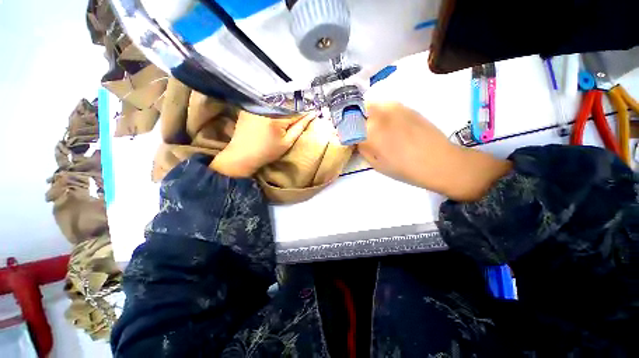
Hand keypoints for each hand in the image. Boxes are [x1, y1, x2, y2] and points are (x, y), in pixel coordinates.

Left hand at [211, 111, 314, 177]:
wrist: (242, 155)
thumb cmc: (268, 152)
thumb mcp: (287, 143)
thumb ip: (300, 127)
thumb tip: (312, 114)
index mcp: (277, 117)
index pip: (297, 109)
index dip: (304, 112)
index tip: (310, 114)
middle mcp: (265, 106)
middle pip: (286, 103)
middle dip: (294, 108)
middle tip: (296, 117)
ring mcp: (255, 105)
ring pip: (276, 101)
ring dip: (283, 106)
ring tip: (285, 114)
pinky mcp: (248, 106)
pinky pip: (265, 102)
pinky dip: (272, 106)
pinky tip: (273, 114)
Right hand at [358, 102, 510, 200]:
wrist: (438, 161)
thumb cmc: (404, 168)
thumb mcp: (376, 163)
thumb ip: (362, 148)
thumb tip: (355, 140)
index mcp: (370, 131)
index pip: (347, 125)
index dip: (344, 131)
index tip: (345, 137)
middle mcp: (379, 114)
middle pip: (357, 110)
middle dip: (353, 120)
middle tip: (356, 131)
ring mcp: (394, 107)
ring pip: (371, 105)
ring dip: (366, 115)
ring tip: (371, 127)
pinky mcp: (405, 106)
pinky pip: (385, 105)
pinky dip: (379, 113)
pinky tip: (386, 124)